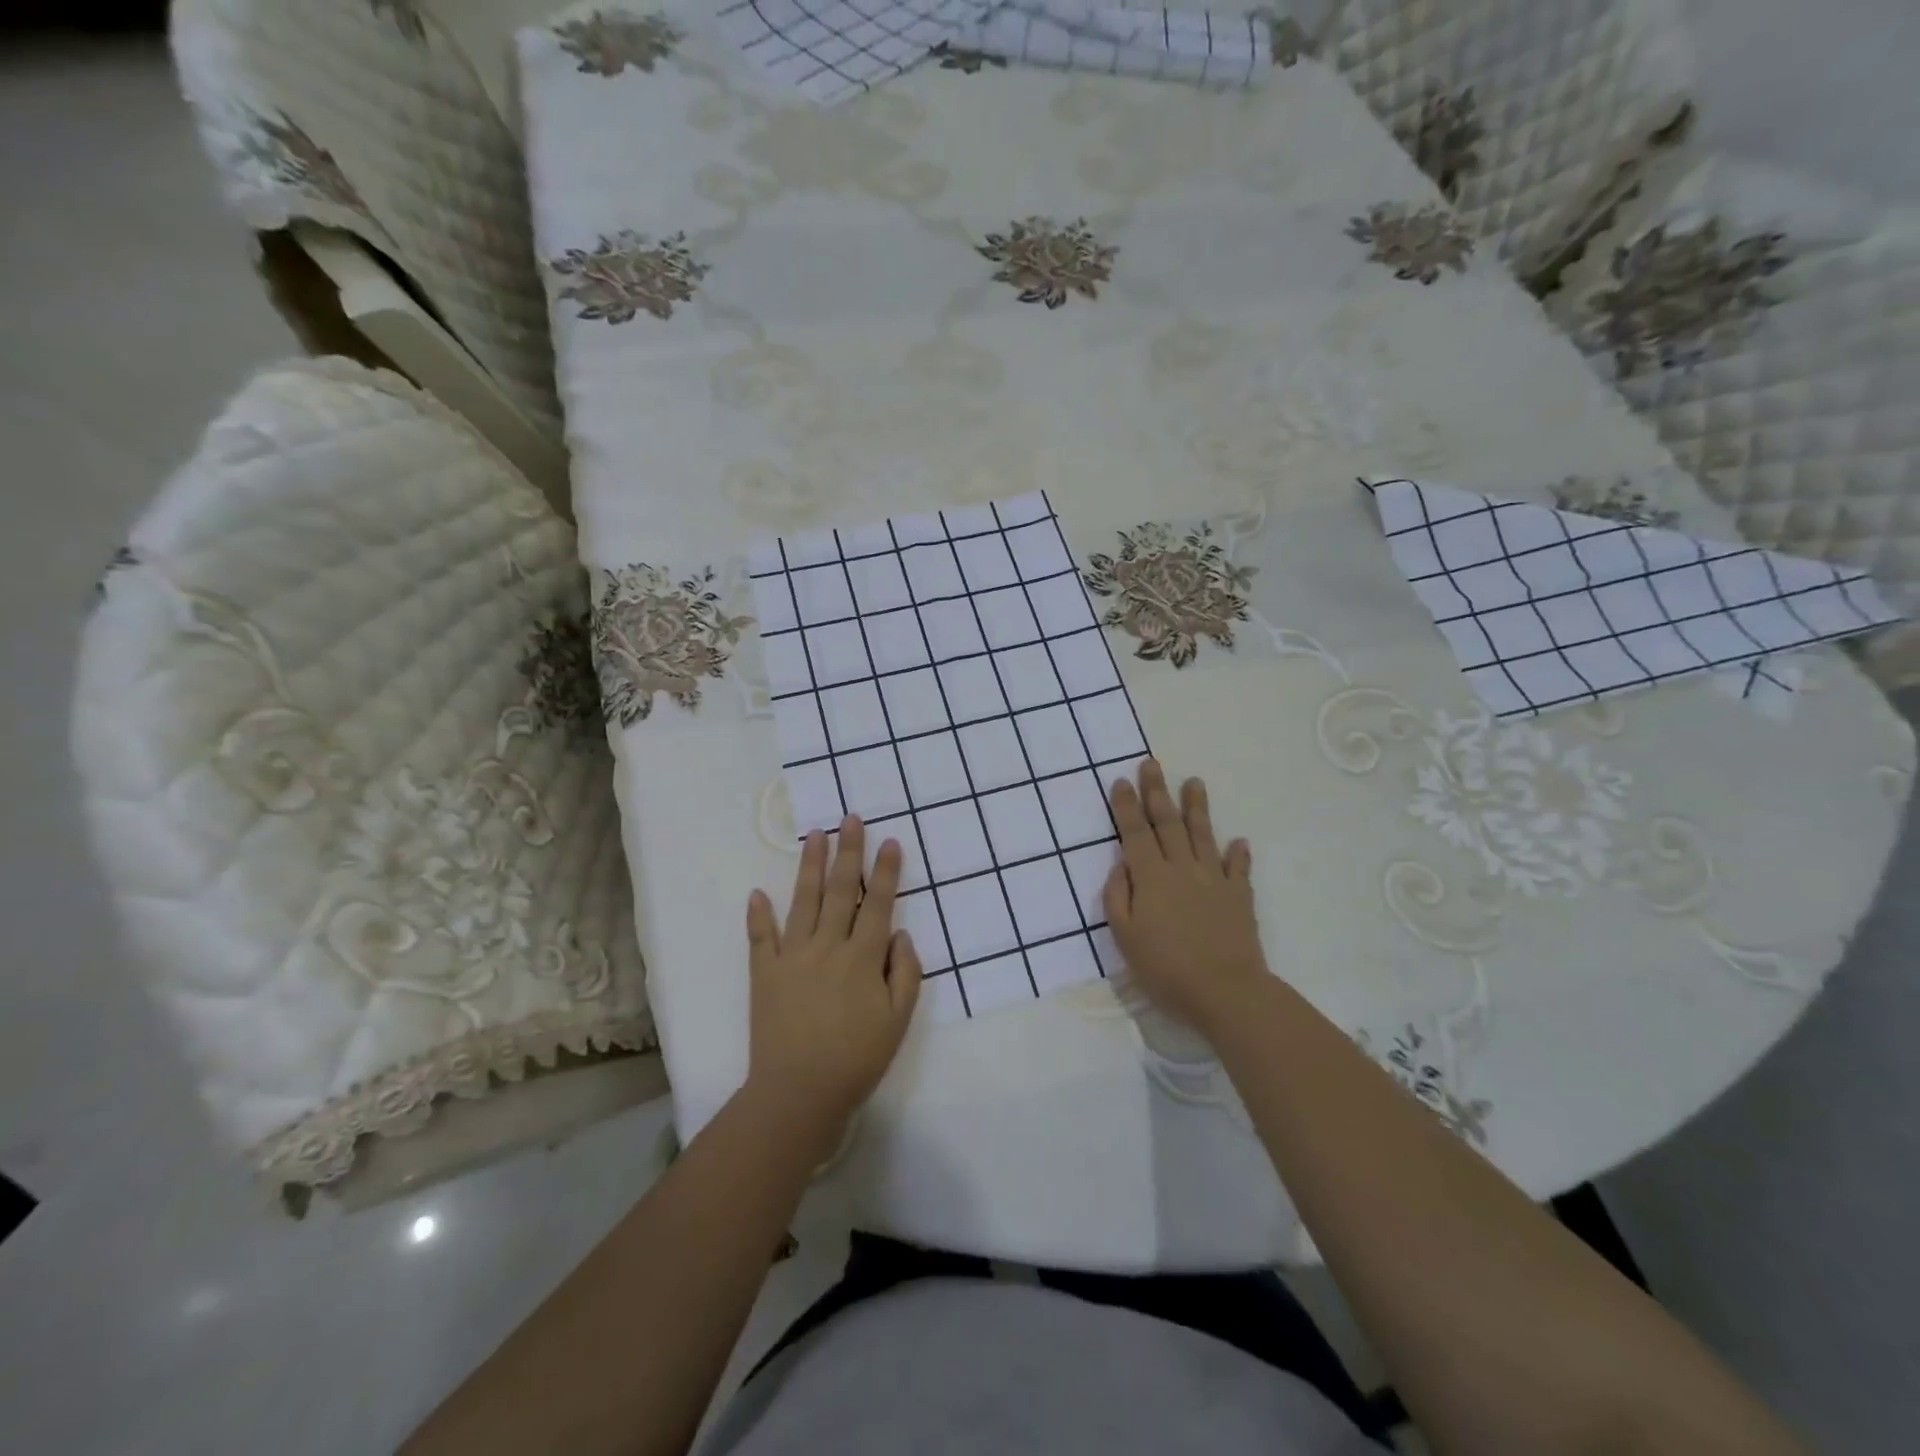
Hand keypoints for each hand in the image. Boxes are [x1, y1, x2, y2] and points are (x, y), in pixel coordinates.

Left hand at [744, 817, 920, 1145]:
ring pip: (804, 901)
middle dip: (848, 851)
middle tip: (850, 818)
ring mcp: (792, 956)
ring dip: (810, 866)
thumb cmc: (856, 1059)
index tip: (889, 841)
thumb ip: (905, 973)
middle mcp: (827, 946)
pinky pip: (760, 938)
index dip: (885, 871)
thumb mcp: (898, 1021)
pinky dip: (758, 915)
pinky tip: (757, 893)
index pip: (878, 903)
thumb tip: (899, 933)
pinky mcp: (764, 973)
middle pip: (841, 890)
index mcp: (862, 957)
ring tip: (815, 835)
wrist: (799, 1093)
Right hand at [1104, 760, 1268, 1035]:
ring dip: (1197, 807)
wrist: (1225, 991)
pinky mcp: (1239, 897)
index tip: (1122, 780)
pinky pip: (1239, 869)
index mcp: (1151, 877)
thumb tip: (1120, 866)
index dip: (1127, 806)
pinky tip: (1240, 841)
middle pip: (1167, 823)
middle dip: (1157, 791)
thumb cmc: (1165, 968)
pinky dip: (1238, 854)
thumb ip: (1117, 897)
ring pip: (1203, 835)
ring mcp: (1214, 880)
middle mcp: (1182, 868)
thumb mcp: (1125, 937)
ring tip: (1195, 782)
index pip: (1135, 833)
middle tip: (1152, 763)